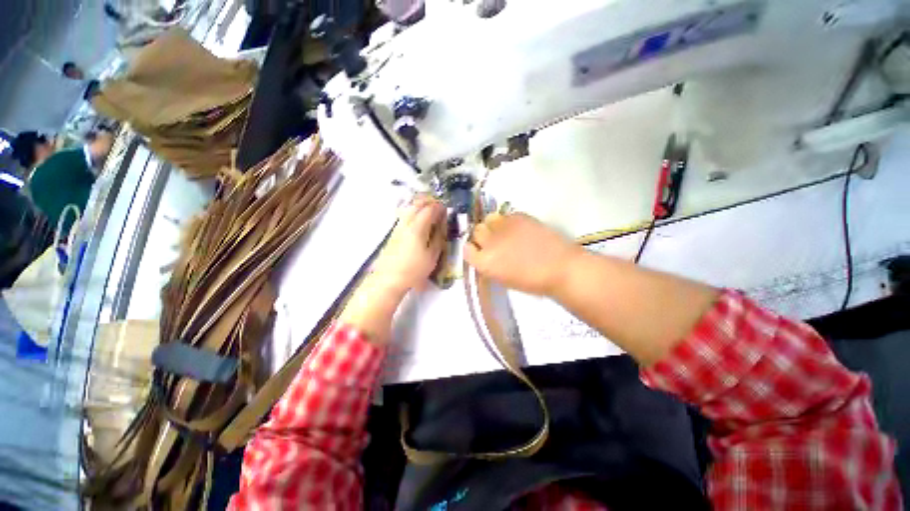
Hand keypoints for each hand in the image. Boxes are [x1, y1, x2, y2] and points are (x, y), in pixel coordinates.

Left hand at [371, 195, 446, 293]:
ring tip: (428, 209)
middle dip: (428, 202)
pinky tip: (417, 218)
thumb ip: (438, 238)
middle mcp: (406, 224)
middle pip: (416, 205)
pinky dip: (412, 212)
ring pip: (408, 209)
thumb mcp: (432, 256)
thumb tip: (442, 225)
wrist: (390, 279)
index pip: (429, 210)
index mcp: (417, 228)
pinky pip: (403, 215)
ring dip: (419, 205)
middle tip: (437, 205)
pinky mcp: (393, 233)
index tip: (446, 208)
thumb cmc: (414, 270)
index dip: (438, 207)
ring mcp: (397, 227)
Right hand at [464, 213, 581, 296]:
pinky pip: (506, 215)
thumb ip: (489, 264)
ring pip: (489, 219)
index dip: (473, 249)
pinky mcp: (518, 217)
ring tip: (505, 231)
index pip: (467, 249)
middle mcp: (490, 243)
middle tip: (495, 240)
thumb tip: (484, 253)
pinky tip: (519, 229)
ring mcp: (504, 227)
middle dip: (483, 235)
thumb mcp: (503, 278)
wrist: (560, 269)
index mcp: (485, 263)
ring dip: (494, 225)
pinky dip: (509, 221)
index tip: (480, 250)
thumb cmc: (532, 281)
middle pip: (476, 231)